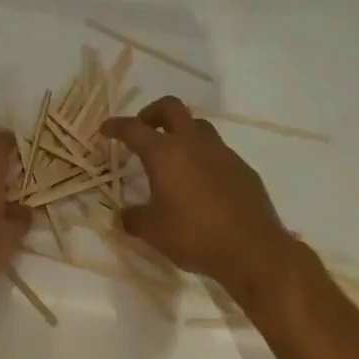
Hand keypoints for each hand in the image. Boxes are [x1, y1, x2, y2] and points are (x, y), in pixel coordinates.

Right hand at [106, 96, 302, 300]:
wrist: (253, 251)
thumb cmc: (194, 236)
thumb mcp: (153, 232)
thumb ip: (133, 219)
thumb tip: (124, 216)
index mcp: (164, 153)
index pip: (133, 129)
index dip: (116, 126)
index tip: (106, 130)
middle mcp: (193, 144)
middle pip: (171, 107)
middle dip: (152, 113)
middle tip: (144, 130)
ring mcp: (222, 153)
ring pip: (198, 126)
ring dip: (182, 132)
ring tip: (174, 156)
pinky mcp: (243, 168)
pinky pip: (219, 152)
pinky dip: (204, 157)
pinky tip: (202, 182)